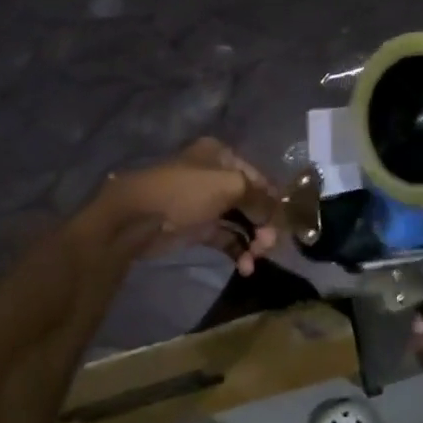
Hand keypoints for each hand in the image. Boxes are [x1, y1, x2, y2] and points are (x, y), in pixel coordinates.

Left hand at [95, 139, 279, 274]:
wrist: (135, 218)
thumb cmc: (184, 192)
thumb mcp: (229, 185)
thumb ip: (260, 195)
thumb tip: (278, 210)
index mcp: (222, 156)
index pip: (260, 178)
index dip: (275, 200)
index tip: (286, 224)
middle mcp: (216, 177)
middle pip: (252, 202)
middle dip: (264, 225)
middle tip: (269, 246)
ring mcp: (206, 204)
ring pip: (241, 222)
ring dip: (253, 242)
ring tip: (255, 259)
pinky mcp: (197, 228)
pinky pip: (226, 238)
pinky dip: (237, 251)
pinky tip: (244, 266)